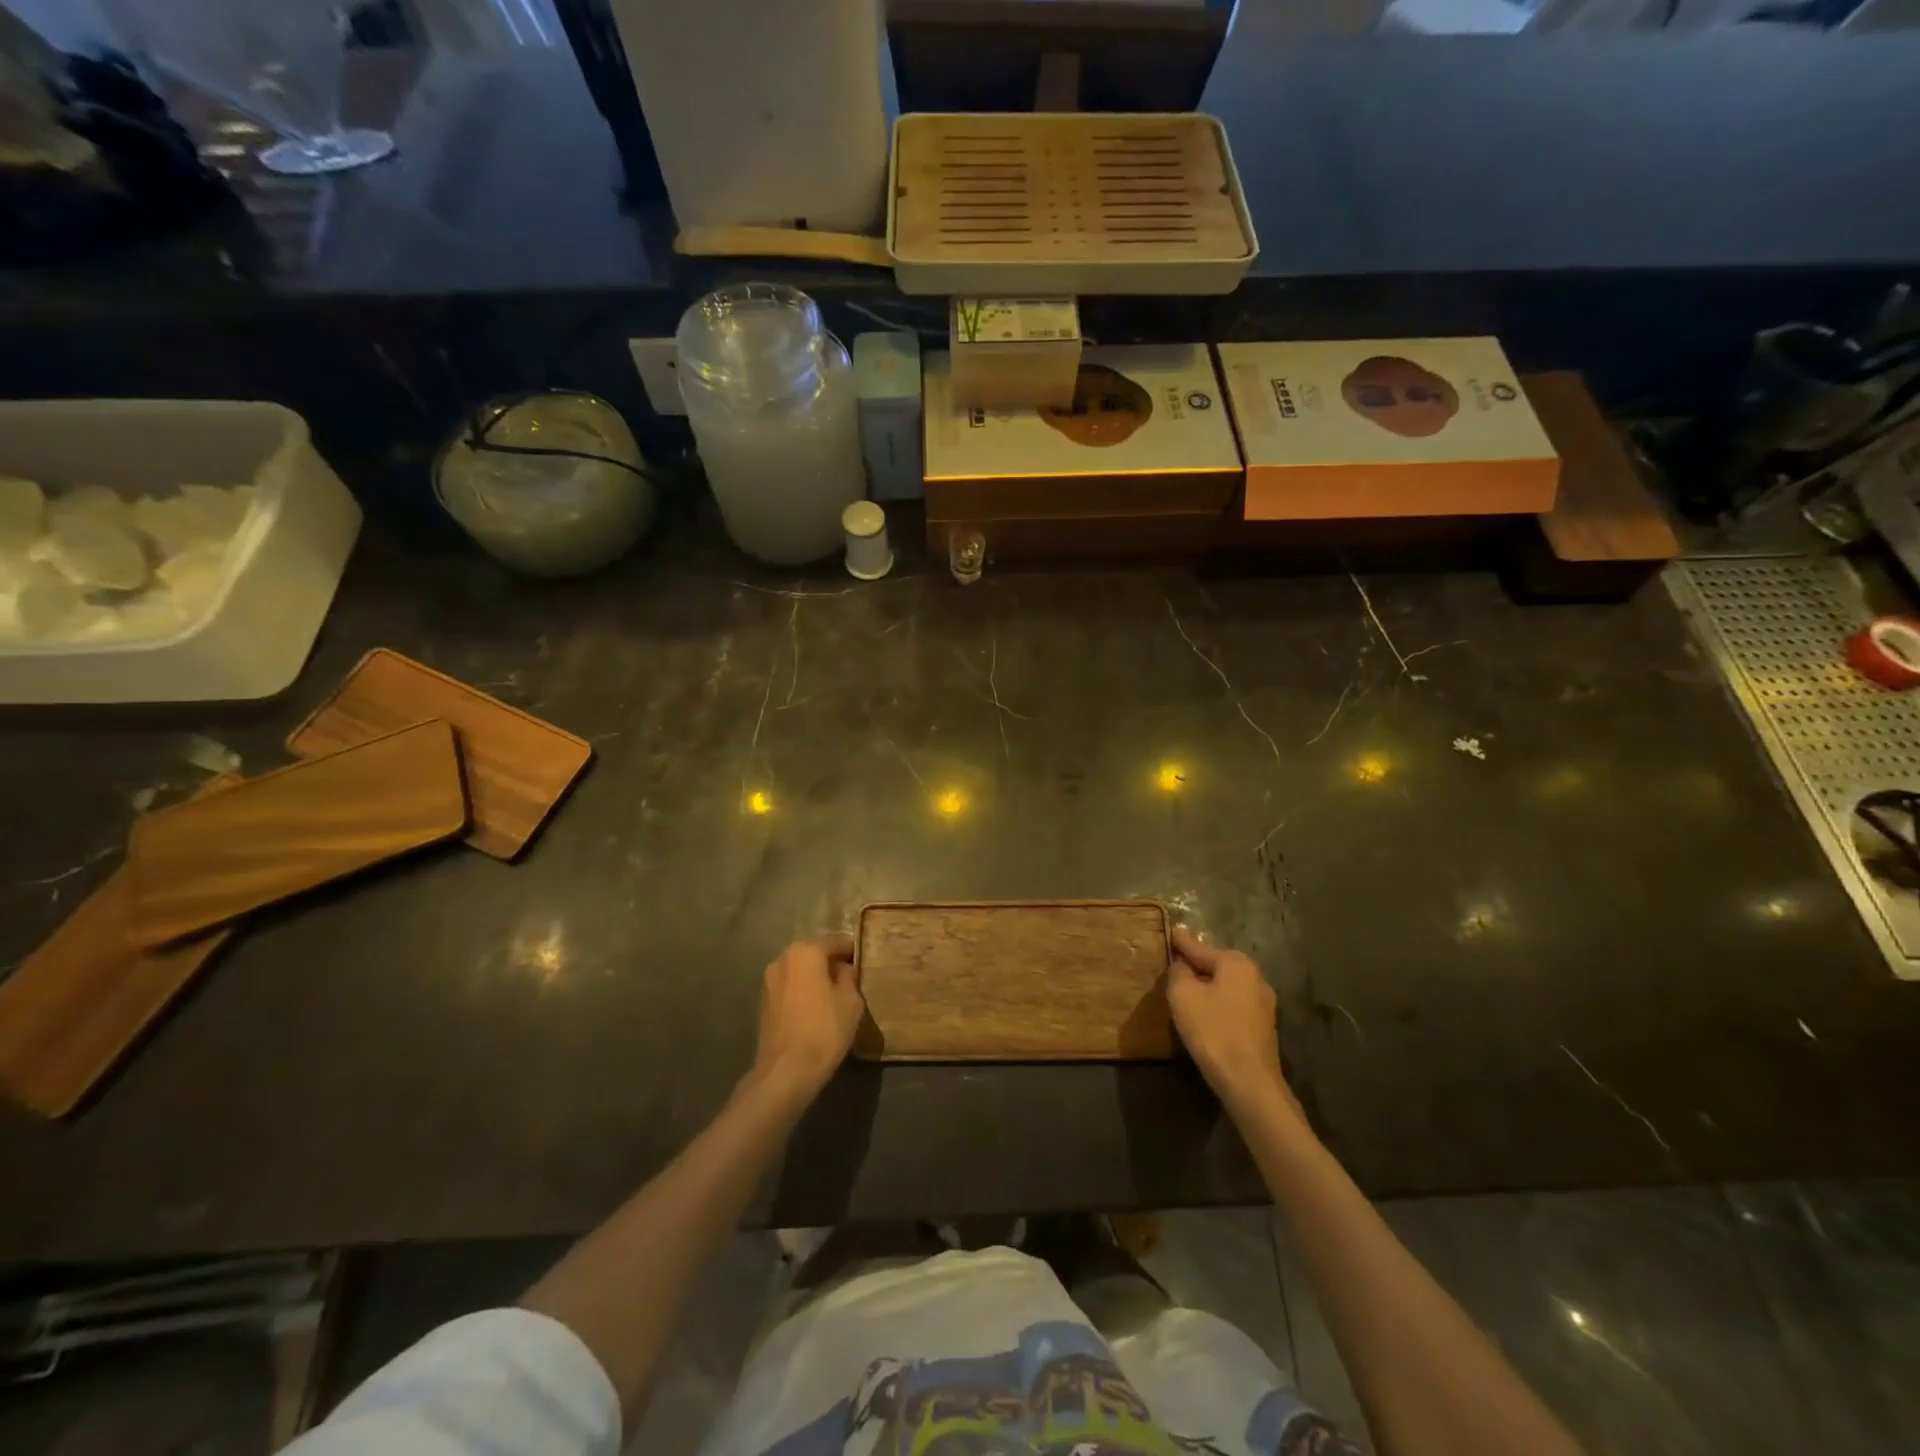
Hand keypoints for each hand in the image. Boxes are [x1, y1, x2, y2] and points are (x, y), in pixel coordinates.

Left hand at [749, 935, 864, 1102]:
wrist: (785, 1072)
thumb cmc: (824, 1031)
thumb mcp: (851, 1001)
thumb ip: (849, 977)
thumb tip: (843, 969)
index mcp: (805, 952)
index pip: (836, 942)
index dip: (852, 951)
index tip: (865, 960)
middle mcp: (783, 959)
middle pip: (814, 954)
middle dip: (832, 963)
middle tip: (852, 978)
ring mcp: (769, 980)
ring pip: (800, 971)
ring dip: (815, 978)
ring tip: (834, 995)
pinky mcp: (763, 1001)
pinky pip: (790, 987)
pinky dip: (802, 991)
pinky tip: (815, 1008)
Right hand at [1167, 927, 1294, 1114]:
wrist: (1250, 1083)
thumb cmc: (1213, 1031)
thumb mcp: (1183, 996)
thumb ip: (1178, 972)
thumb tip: (1181, 964)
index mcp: (1236, 963)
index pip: (1199, 947)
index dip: (1180, 942)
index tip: (1170, 931)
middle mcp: (1255, 977)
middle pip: (1216, 965)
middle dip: (1195, 964)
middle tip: (1173, 963)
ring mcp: (1263, 1003)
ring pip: (1226, 985)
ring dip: (1207, 986)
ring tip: (1185, 989)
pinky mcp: (1263, 1026)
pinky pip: (1233, 1004)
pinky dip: (1217, 1003)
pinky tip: (1204, 1013)